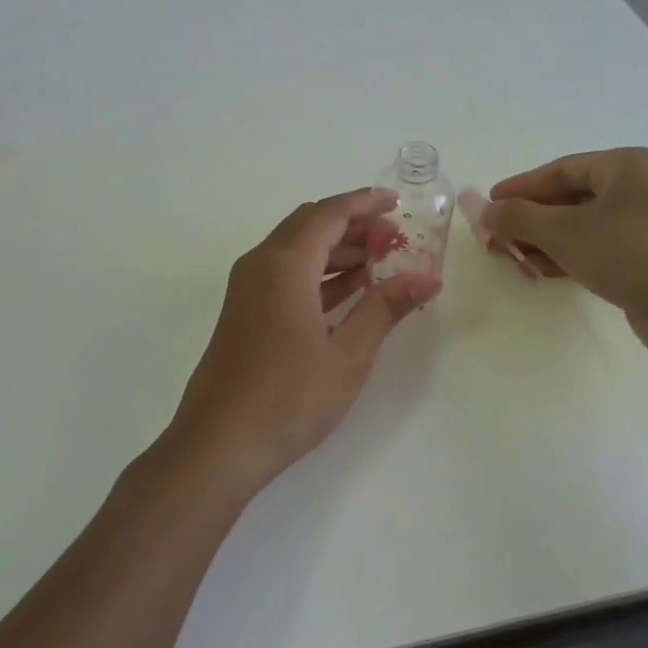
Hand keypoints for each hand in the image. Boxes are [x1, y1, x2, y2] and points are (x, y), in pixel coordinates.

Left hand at [168, 188, 442, 486]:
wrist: (219, 444)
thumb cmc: (289, 398)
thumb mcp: (348, 353)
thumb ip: (386, 307)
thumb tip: (428, 277)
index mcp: (284, 264)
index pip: (328, 214)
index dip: (364, 203)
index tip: (397, 203)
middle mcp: (260, 265)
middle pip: (310, 225)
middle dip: (353, 224)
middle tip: (394, 237)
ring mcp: (247, 289)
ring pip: (296, 250)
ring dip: (336, 249)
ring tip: (380, 262)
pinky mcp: (244, 312)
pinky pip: (285, 274)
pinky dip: (318, 273)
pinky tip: (349, 290)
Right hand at [482, 148, 647, 358]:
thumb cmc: (629, 254)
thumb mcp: (563, 232)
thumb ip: (518, 218)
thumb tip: (483, 211)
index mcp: (624, 166)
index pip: (560, 169)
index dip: (520, 188)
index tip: (488, 206)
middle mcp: (638, 188)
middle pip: (569, 197)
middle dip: (530, 220)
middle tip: (496, 239)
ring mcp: (646, 224)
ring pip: (581, 226)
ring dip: (545, 242)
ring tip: (516, 261)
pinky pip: (597, 248)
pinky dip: (569, 257)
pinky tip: (545, 274)